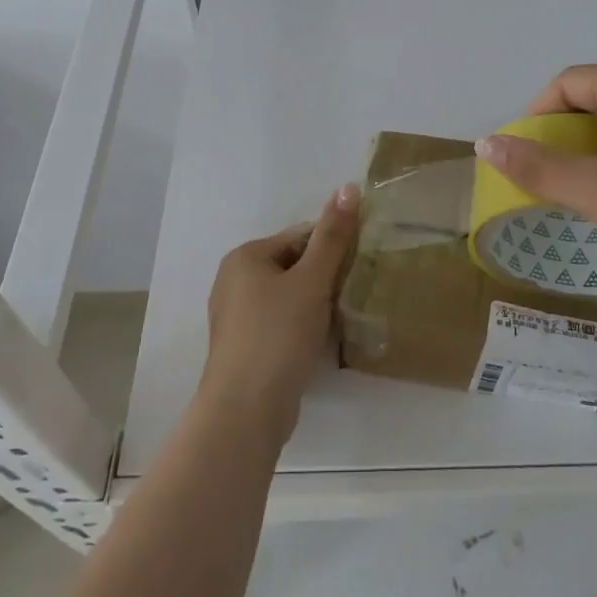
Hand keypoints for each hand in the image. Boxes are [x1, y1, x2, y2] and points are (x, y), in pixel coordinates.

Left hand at [199, 184, 361, 447]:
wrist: (246, 410)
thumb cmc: (278, 334)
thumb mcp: (312, 280)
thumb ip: (333, 235)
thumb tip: (348, 186)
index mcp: (246, 256)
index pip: (300, 236)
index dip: (333, 247)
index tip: (361, 264)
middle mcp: (234, 280)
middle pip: (293, 265)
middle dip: (325, 276)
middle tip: (355, 291)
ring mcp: (236, 316)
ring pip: (288, 296)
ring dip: (316, 302)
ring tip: (343, 316)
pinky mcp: (245, 346)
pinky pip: (280, 322)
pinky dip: (301, 325)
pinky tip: (321, 340)